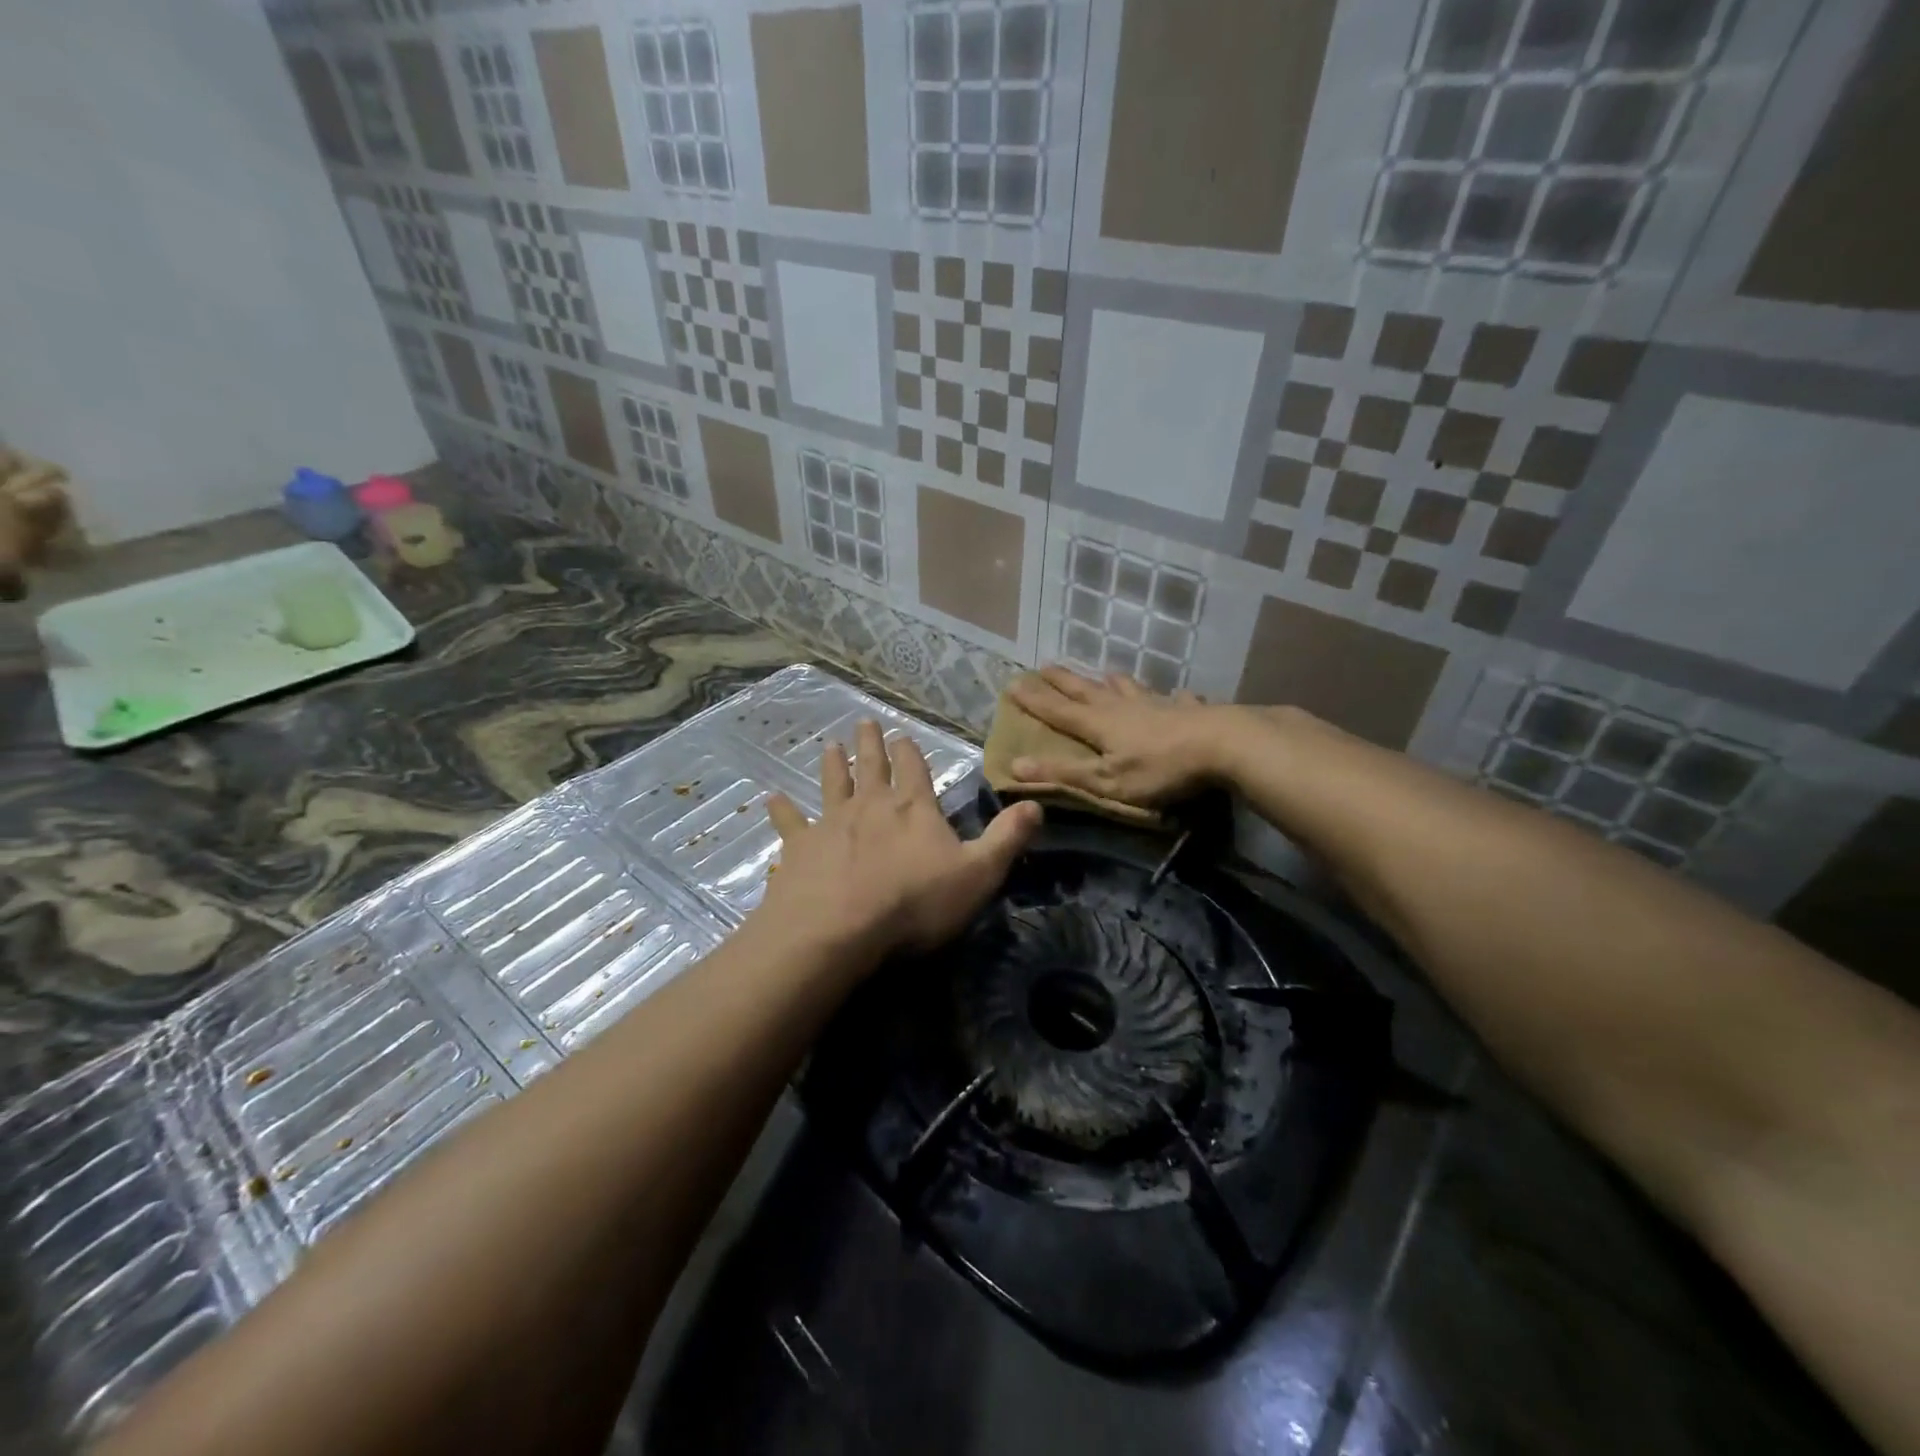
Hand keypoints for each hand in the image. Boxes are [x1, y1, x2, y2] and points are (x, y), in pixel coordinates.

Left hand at [756, 720, 1041, 967]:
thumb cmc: (914, 902)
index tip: (901, 733)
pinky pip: (790, 824)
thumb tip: (1036, 804)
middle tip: (864, 722)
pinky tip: (771, 799)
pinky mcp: (800, 848)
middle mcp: (871, 805)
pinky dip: (782, 811)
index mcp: (914, 808)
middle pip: (872, 767)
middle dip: (870, 744)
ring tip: (830, 746)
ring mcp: (831, 823)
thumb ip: (1007, 839)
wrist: (839, 928)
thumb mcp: (978, 874)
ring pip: (833, 785)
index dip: (910, 751)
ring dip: (833, 765)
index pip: (914, 769)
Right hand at [1007, 665, 1233, 806]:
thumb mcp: (1106, 781)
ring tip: (1106, 672)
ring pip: (1129, 688)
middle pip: (1087, 691)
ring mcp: (1158, 705)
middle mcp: (1123, 707)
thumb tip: (1015, 765)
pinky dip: (1172, 697)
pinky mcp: (1189, 710)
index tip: (1012, 683)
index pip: (1058, 710)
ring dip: (1114, 681)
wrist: (1223, 745)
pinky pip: (1176, 699)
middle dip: (1064, 681)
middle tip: (1045, 666)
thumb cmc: (1160, 769)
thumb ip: (1064, 774)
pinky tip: (1179, 695)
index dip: (1034, 700)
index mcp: (1099, 724)